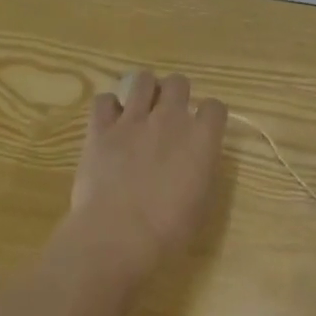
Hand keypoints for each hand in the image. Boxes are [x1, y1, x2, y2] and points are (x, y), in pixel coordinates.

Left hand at [63, 71, 226, 280]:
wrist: (119, 236)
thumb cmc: (169, 231)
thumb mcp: (201, 202)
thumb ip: (201, 170)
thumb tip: (195, 160)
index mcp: (201, 139)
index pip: (215, 107)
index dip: (209, 116)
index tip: (203, 128)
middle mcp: (170, 119)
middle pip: (178, 83)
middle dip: (176, 94)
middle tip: (169, 115)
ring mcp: (133, 120)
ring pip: (142, 80)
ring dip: (144, 91)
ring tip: (140, 109)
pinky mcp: (100, 129)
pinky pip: (103, 100)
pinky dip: (108, 107)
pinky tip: (109, 121)